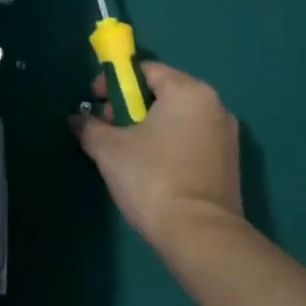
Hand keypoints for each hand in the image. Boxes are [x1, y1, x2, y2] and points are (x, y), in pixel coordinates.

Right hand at [71, 62, 246, 253]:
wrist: (200, 235)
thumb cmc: (152, 178)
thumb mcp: (109, 149)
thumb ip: (90, 127)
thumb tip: (76, 119)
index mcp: (188, 92)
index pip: (146, 70)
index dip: (114, 81)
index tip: (94, 101)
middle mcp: (214, 106)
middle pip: (162, 93)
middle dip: (129, 105)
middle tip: (106, 127)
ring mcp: (226, 136)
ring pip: (177, 118)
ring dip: (148, 126)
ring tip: (124, 151)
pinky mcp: (228, 164)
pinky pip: (190, 140)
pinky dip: (168, 144)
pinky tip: (149, 168)